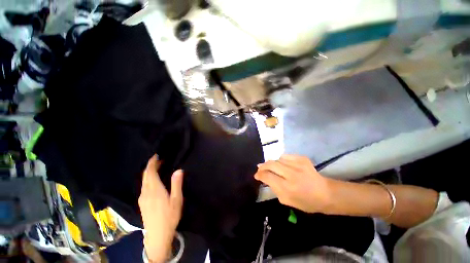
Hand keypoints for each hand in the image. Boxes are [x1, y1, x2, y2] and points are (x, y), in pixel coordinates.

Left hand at [139, 155, 183, 262]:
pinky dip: (148, 179)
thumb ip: (176, 184)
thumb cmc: (169, 216)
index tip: (156, 156)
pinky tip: (153, 180)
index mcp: (155, 190)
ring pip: (143, 181)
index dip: (152, 163)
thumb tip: (179, 170)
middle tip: (159, 160)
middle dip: (150, 166)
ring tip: (158, 167)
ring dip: (149, 172)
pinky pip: (144, 186)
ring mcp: (142, 198)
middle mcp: (146, 192)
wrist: (157, 235)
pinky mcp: (142, 202)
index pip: (150, 172)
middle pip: (145, 175)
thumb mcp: (176, 200)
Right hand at [254, 154, 331, 212]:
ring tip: (273, 168)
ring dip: (272, 163)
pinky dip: (281, 160)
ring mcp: (298, 164)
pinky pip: (286, 156)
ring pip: (277, 159)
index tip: (256, 175)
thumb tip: (264, 177)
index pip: (267, 176)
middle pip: (271, 164)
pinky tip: (284, 165)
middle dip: (263, 166)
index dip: (259, 174)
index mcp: (287, 188)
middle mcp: (292, 174)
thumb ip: (273, 188)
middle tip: (260, 168)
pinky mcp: (302, 158)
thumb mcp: (286, 200)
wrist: (326, 193)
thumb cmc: (305, 202)